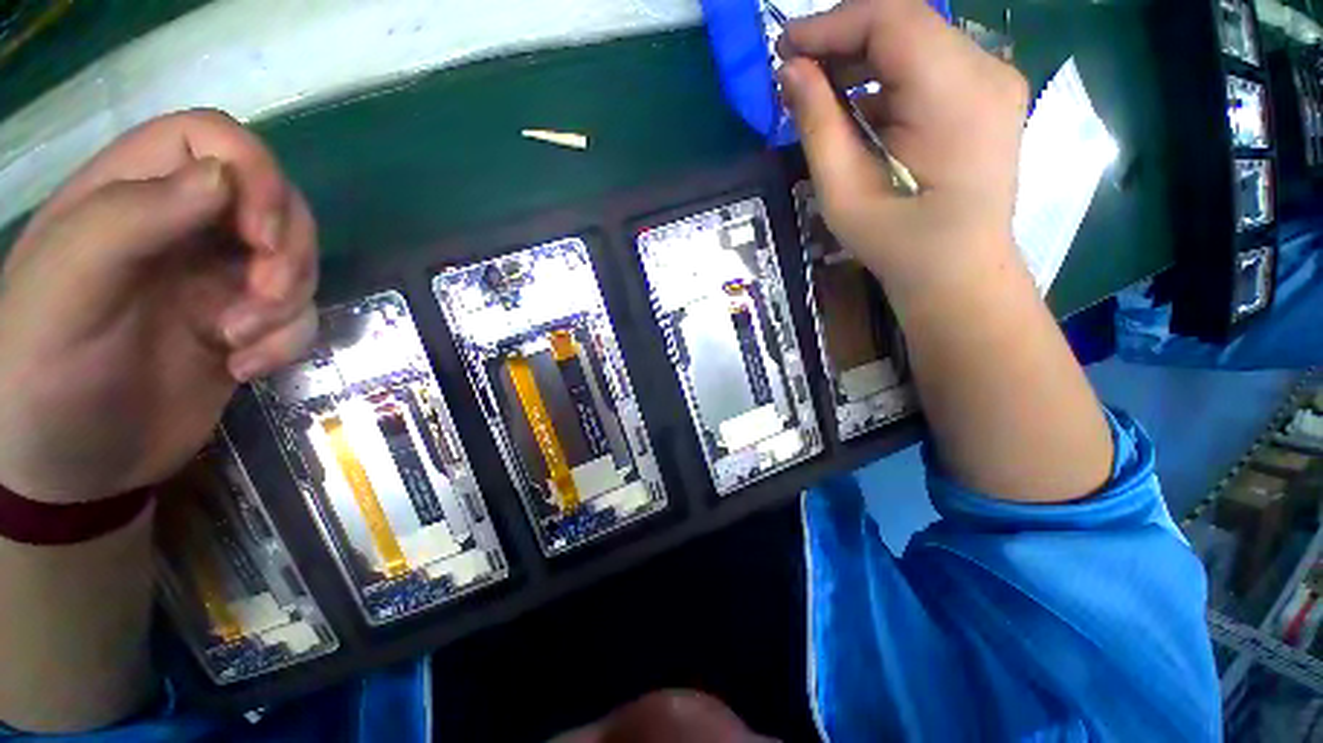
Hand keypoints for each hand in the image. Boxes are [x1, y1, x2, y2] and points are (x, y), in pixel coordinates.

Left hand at [0, 110, 318, 502]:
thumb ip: (128, 218)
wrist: (71, 468)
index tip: (261, 236)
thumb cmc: (44, 375)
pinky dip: (288, 341)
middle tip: (263, 297)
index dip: (254, 173)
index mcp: (129, 196)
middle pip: (275, 202)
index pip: (213, 139)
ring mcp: (217, 279)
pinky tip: (244, 368)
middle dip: (288, 252)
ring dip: (288, 302)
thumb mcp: (66, 290)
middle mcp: (182, 227)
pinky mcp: (244, 324)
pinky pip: (299, 315)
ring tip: (239, 343)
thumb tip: (223, 176)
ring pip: (298, 261)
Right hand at [778, 0, 1029, 306]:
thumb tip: (789, 71)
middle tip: (795, 73)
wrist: (956, 274)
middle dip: (843, 41)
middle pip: (907, 24)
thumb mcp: (843, 192)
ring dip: (862, 59)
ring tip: (819, 92)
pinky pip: (929, 64)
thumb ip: (817, 124)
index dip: (831, 25)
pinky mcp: (987, 95)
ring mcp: (994, 80)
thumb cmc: (897, 245)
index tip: (783, 49)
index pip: (892, 20)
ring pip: (917, 41)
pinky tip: (858, 107)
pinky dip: (886, 76)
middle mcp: (987, 71)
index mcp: (956, 94)